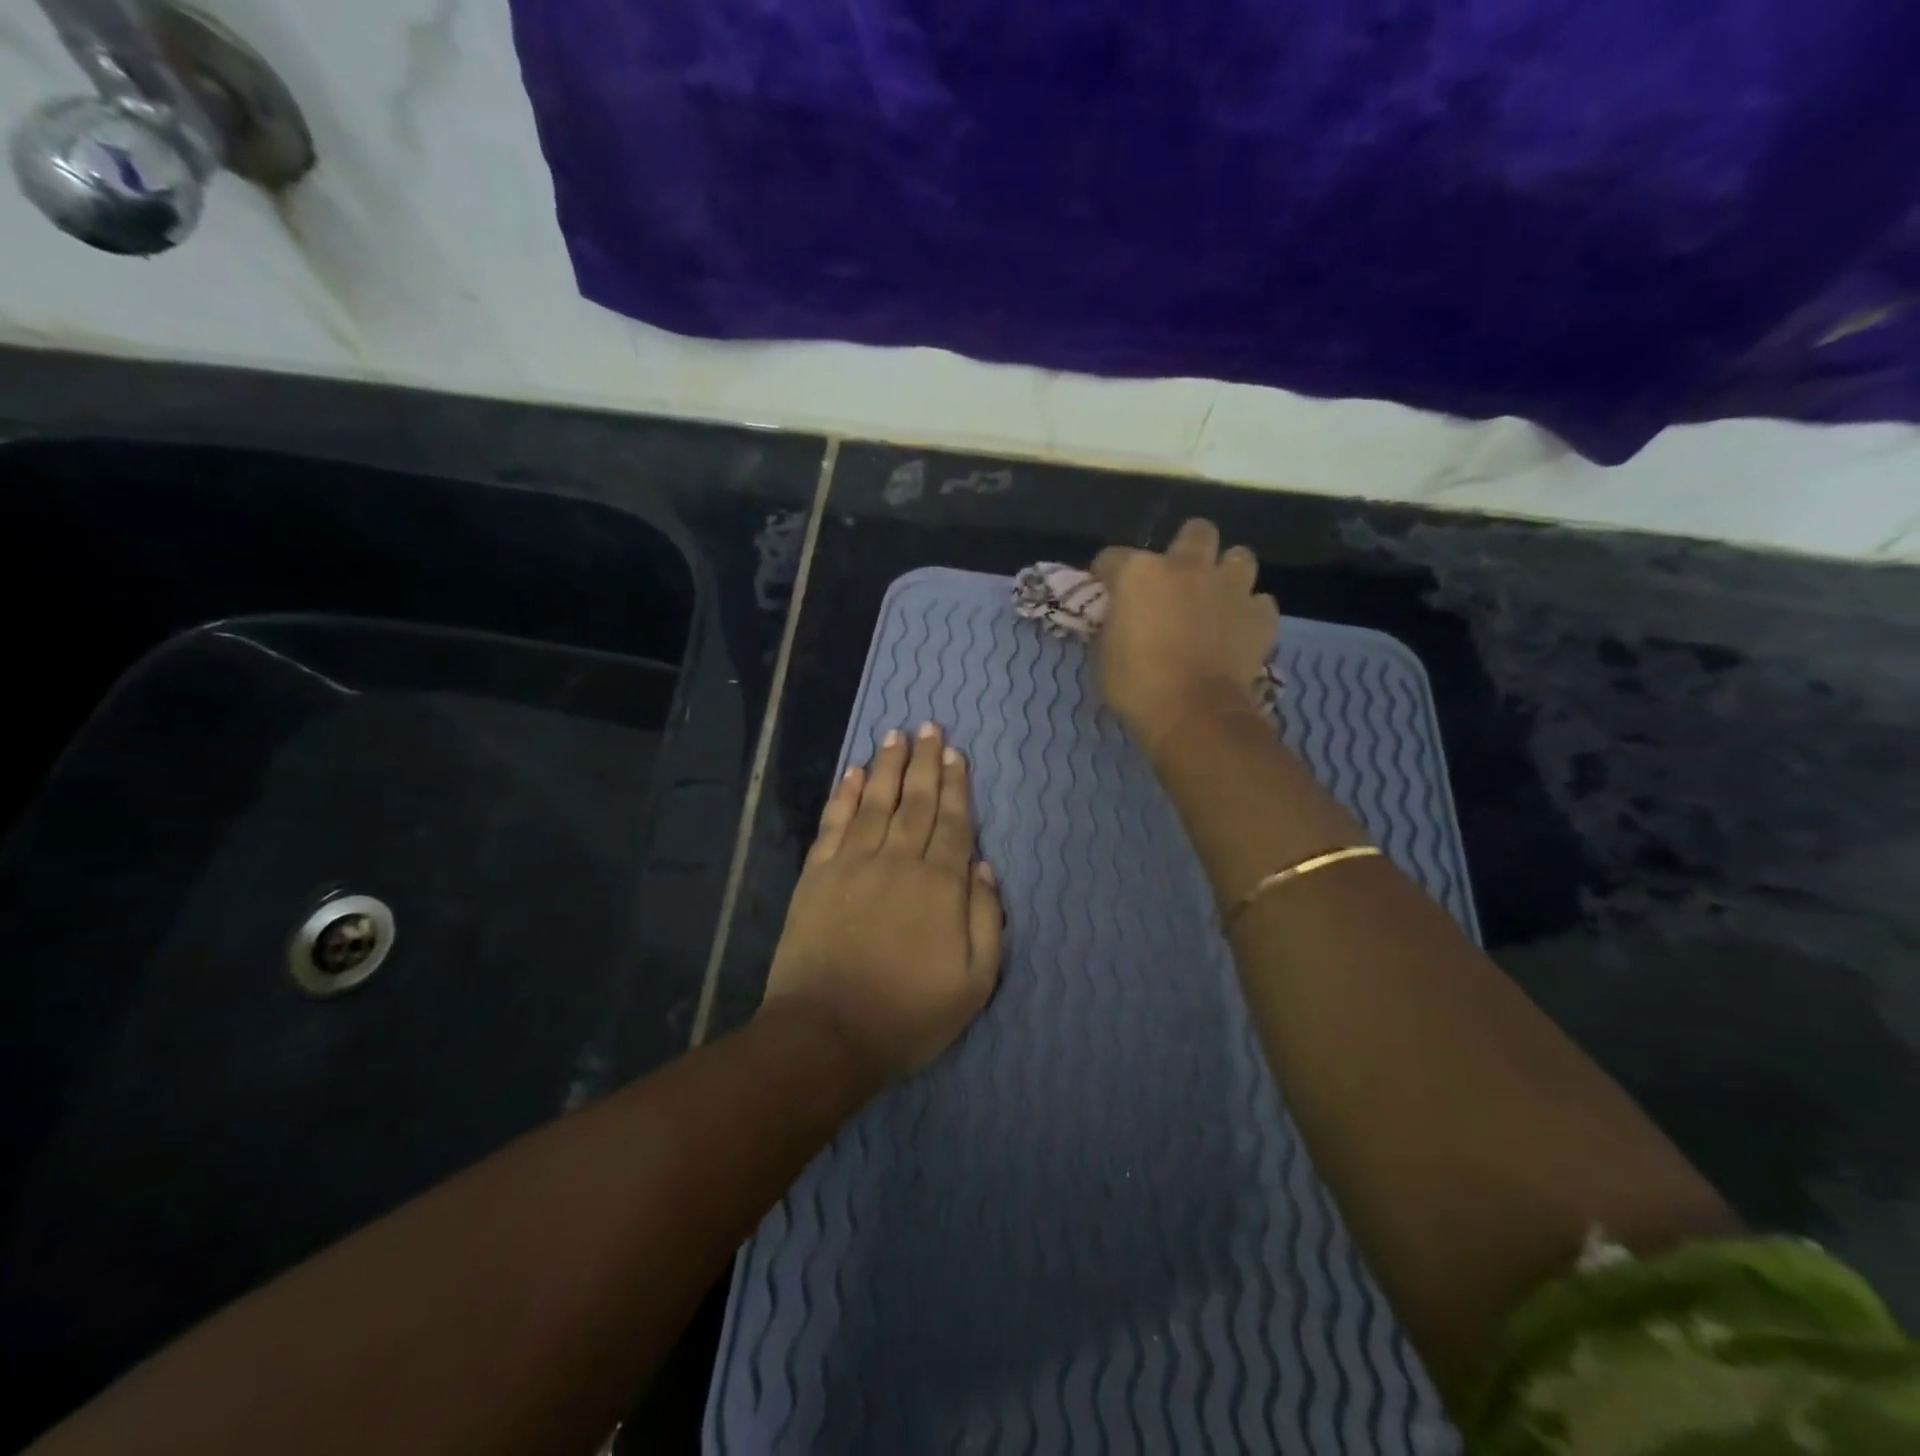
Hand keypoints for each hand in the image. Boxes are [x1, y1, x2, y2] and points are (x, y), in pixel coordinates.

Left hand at [761, 723, 1003, 1079]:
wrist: (828, 1034)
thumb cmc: (910, 1013)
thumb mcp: (975, 980)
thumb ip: (985, 918)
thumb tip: (982, 866)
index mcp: (939, 885)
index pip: (952, 822)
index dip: (955, 786)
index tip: (956, 753)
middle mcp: (898, 861)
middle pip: (915, 801)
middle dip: (924, 762)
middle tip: (929, 726)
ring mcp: (853, 865)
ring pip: (876, 803)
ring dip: (888, 767)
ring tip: (895, 736)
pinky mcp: (818, 876)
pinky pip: (834, 824)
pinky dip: (845, 796)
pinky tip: (854, 773)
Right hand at [1091, 518, 1279, 754]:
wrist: (1193, 713)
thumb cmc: (1136, 685)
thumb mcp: (1104, 654)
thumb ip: (1113, 625)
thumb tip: (1119, 620)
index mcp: (1140, 573)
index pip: (1112, 558)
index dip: (1106, 574)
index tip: (1106, 591)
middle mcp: (1188, 567)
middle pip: (1195, 532)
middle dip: (1187, 548)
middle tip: (1177, 578)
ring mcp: (1230, 588)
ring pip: (1239, 557)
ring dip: (1227, 573)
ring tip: (1217, 597)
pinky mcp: (1260, 616)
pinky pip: (1260, 602)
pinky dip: (1250, 612)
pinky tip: (1238, 629)